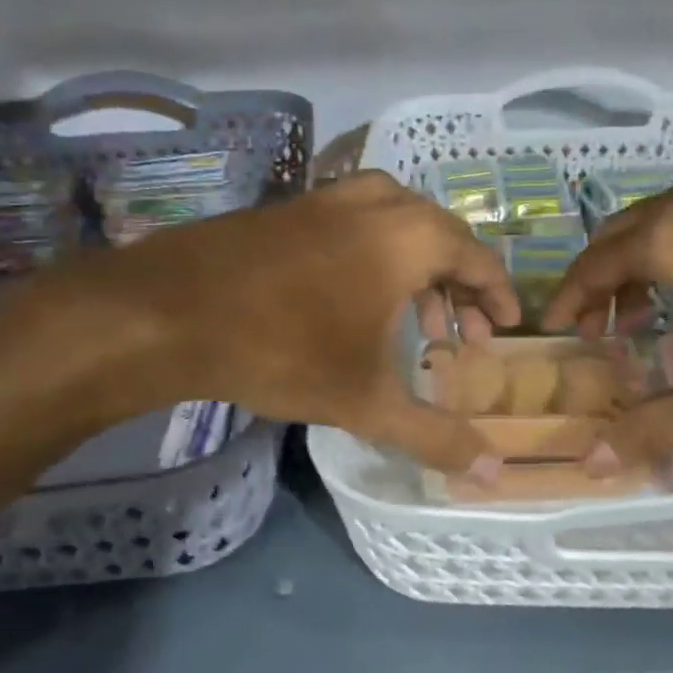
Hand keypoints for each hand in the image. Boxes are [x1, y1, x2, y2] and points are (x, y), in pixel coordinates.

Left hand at [0, 171, 520, 471]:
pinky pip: (357, 222)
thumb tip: (493, 474)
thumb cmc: (283, 349)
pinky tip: (356, 299)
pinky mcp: (291, 207)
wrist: (166, 311)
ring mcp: (328, 198)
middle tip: (461, 335)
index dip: (498, 295)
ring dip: (419, 268)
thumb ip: (435, 435)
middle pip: (441, 235)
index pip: (477, 257)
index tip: (506, 327)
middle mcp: (377, 203)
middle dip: (460, 286)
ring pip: (398, 223)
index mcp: (409, 236)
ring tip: (415, 321)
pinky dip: (377, 254)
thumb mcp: (367, 402)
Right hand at [541, 169, 672, 467]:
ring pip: (658, 223)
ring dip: (637, 266)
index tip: (552, 330)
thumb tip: (592, 464)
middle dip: (597, 283)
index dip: (566, 300)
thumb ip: (659, 424)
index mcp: (669, 236)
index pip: (591, 266)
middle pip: (618, 237)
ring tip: (639, 316)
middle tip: (593, 330)